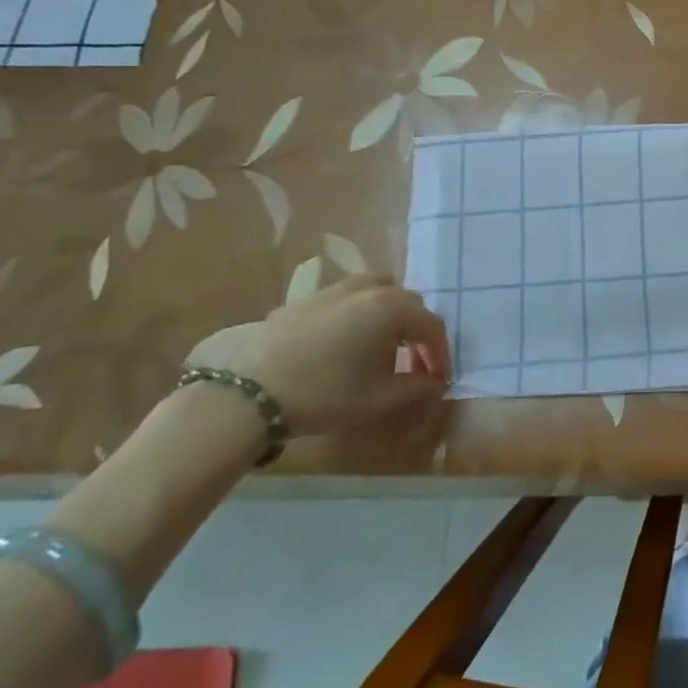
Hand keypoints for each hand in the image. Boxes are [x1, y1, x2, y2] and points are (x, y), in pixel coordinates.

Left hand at [185, 274, 449, 436]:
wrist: (246, 395)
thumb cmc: (325, 393)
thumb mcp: (379, 399)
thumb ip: (417, 388)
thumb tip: (436, 383)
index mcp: (392, 307)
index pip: (431, 326)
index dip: (440, 354)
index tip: (439, 379)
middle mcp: (368, 288)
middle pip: (407, 303)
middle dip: (416, 333)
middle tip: (413, 364)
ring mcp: (333, 290)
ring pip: (376, 293)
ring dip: (387, 317)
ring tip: (380, 347)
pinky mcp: (303, 300)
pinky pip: (345, 300)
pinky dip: (356, 315)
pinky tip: (343, 346)